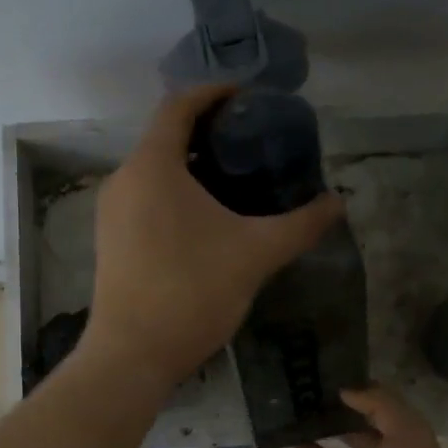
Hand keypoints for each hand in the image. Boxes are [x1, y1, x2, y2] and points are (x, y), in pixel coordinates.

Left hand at [84, 85, 344, 387]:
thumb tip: (337, 203)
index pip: (180, 105)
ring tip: (236, 181)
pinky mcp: (110, 241)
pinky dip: (174, 194)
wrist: (132, 355)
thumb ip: (300, 224)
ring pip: (153, 171)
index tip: (250, 97)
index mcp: (152, 166)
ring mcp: (111, 213)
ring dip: (191, 166)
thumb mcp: (256, 254)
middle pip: (165, 136)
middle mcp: (123, 180)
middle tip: (253, 143)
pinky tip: (206, 220)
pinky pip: (144, 199)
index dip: (215, 92)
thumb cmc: (192, 292)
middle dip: (208, 133)